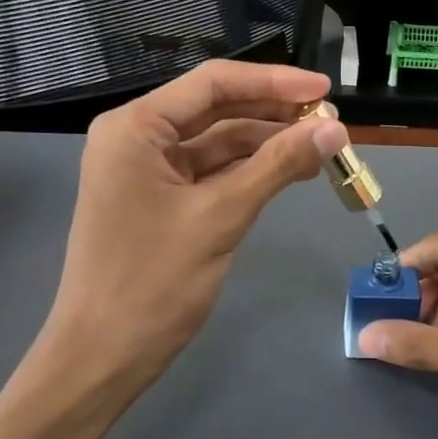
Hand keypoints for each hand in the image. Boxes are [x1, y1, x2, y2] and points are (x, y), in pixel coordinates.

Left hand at [35, 61, 348, 411]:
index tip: (324, 89)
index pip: (213, 84)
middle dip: (273, 114)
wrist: (103, 357)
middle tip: (330, 122)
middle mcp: (137, 137)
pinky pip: (210, 172)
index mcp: (136, 127)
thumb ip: (277, 166)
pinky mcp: (159, 199)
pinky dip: (249, 172)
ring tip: (321, 149)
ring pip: (217, 142)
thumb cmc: (153, 283)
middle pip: (215, 109)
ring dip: (266, 144)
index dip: (274, 82)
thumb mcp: (220, 217)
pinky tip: (289, 172)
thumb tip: (334, 129)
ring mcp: (146, 170)